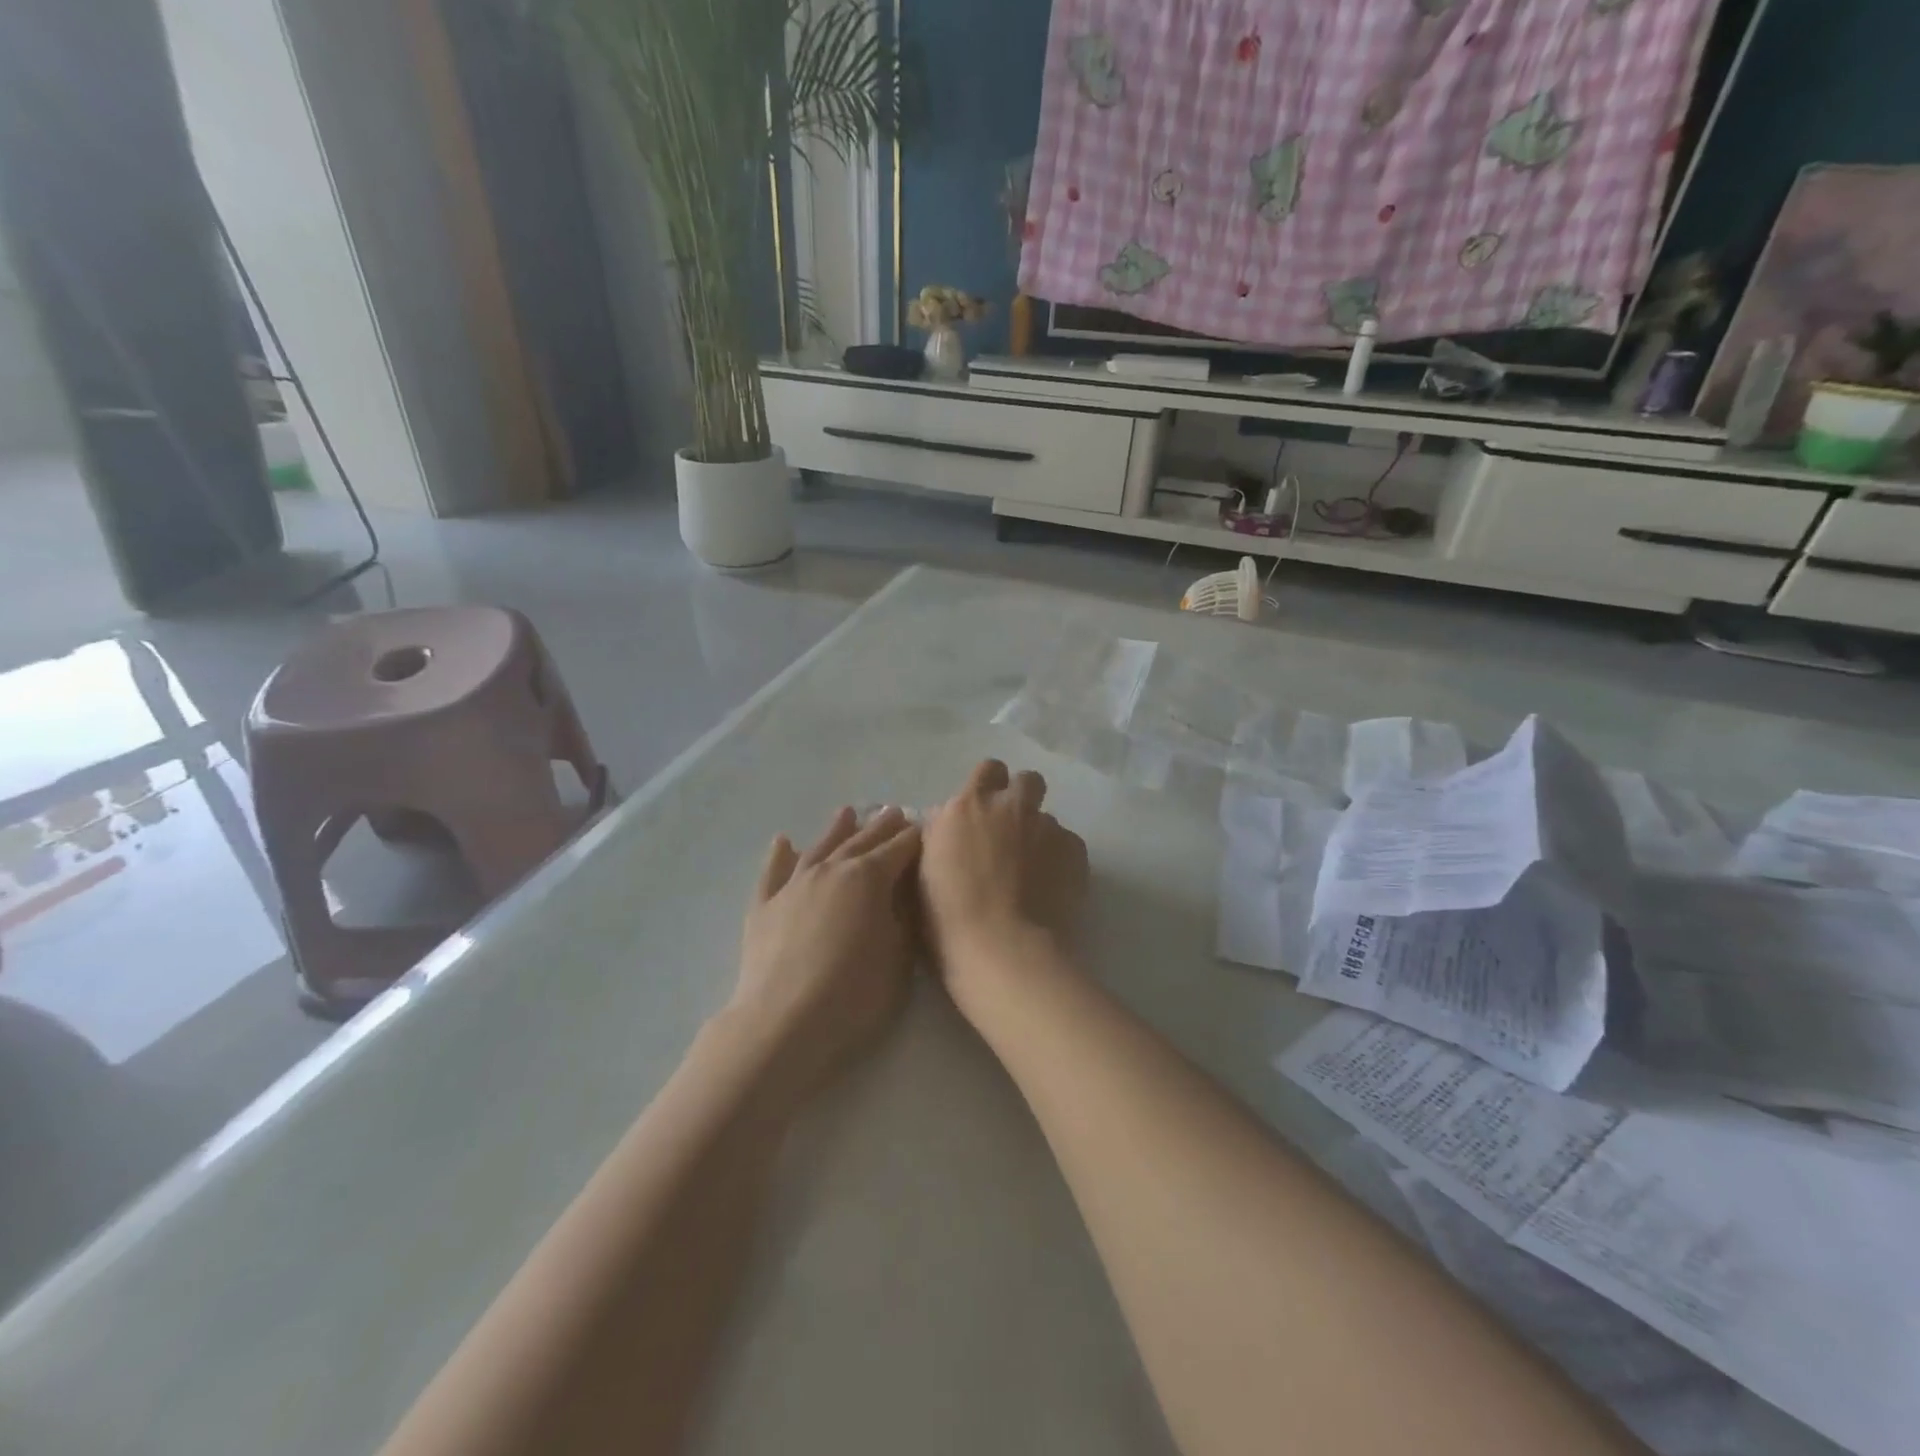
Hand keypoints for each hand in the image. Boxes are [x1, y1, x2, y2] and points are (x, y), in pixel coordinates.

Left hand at [733, 806, 921, 1097]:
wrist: (784, 1022)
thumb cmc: (854, 994)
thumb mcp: (899, 957)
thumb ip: (904, 917)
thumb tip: (903, 891)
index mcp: (869, 878)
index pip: (899, 849)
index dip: (914, 838)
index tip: (926, 829)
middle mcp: (831, 870)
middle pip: (861, 841)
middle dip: (881, 826)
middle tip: (894, 812)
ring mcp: (793, 885)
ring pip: (819, 847)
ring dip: (836, 829)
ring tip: (847, 812)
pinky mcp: (764, 907)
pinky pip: (772, 872)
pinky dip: (780, 854)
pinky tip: (783, 841)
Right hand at [920, 761, 1087, 1013]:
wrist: (1001, 950)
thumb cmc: (946, 917)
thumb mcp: (923, 868)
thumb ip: (939, 835)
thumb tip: (947, 822)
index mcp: (967, 806)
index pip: (987, 770)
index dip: (989, 787)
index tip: (984, 812)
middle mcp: (1009, 806)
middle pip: (1027, 780)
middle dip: (1022, 799)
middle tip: (1012, 832)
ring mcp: (1046, 826)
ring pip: (1048, 817)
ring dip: (1039, 835)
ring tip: (1033, 871)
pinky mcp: (1074, 851)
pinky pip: (1068, 844)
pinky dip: (1059, 860)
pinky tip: (1050, 888)